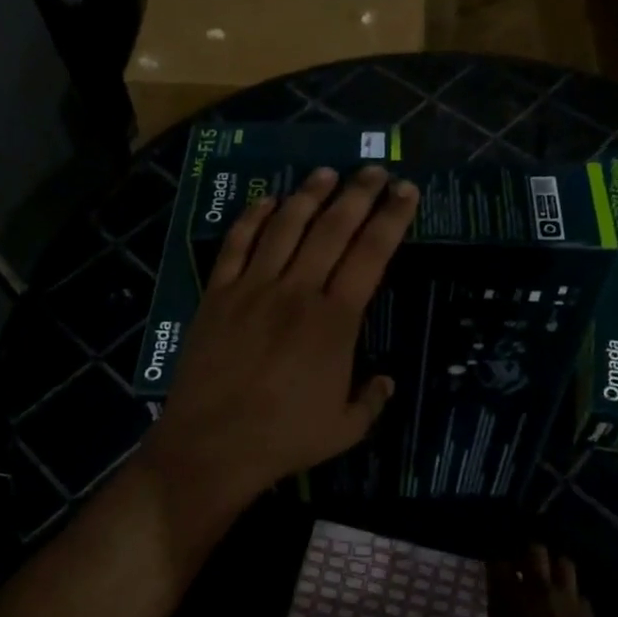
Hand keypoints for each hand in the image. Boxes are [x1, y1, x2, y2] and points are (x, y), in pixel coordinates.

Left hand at [135, 164, 418, 543]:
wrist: (211, 445)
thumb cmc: (284, 439)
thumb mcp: (346, 429)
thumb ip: (372, 400)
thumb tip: (386, 380)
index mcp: (335, 320)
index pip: (371, 254)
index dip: (392, 218)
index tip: (406, 191)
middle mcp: (297, 292)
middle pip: (332, 228)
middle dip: (358, 194)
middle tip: (374, 171)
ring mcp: (253, 288)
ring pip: (285, 226)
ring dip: (308, 195)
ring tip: (326, 173)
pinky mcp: (218, 295)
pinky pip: (237, 244)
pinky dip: (253, 217)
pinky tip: (267, 200)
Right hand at [448, 544, 615, 616]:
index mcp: (509, 598)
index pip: (498, 565)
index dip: (495, 565)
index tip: (491, 570)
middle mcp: (538, 589)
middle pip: (534, 552)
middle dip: (528, 555)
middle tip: (521, 567)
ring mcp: (567, 599)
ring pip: (563, 564)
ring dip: (555, 566)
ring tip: (548, 577)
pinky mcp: (589, 615)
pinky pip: (581, 595)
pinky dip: (575, 597)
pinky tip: (570, 608)